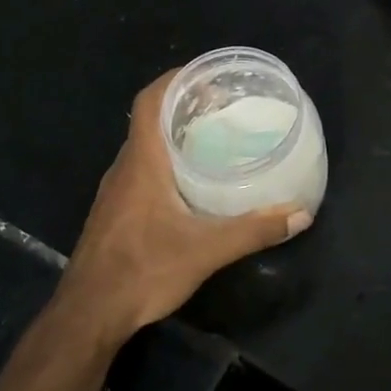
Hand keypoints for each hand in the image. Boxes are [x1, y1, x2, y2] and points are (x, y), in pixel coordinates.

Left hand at [58, 71, 312, 345]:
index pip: (150, 102)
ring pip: (146, 148)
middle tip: (226, 108)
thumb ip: (254, 230)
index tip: (209, 76)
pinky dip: (167, 163)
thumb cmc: (143, 270)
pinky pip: (142, 171)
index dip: (176, 80)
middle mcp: (125, 168)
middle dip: (185, 107)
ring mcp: (116, 191)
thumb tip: (300, 215)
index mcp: (142, 162)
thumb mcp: (206, 250)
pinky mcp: (115, 213)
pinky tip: (193, 184)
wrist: (89, 314)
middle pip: (150, 121)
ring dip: (176, 136)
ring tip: (215, 140)